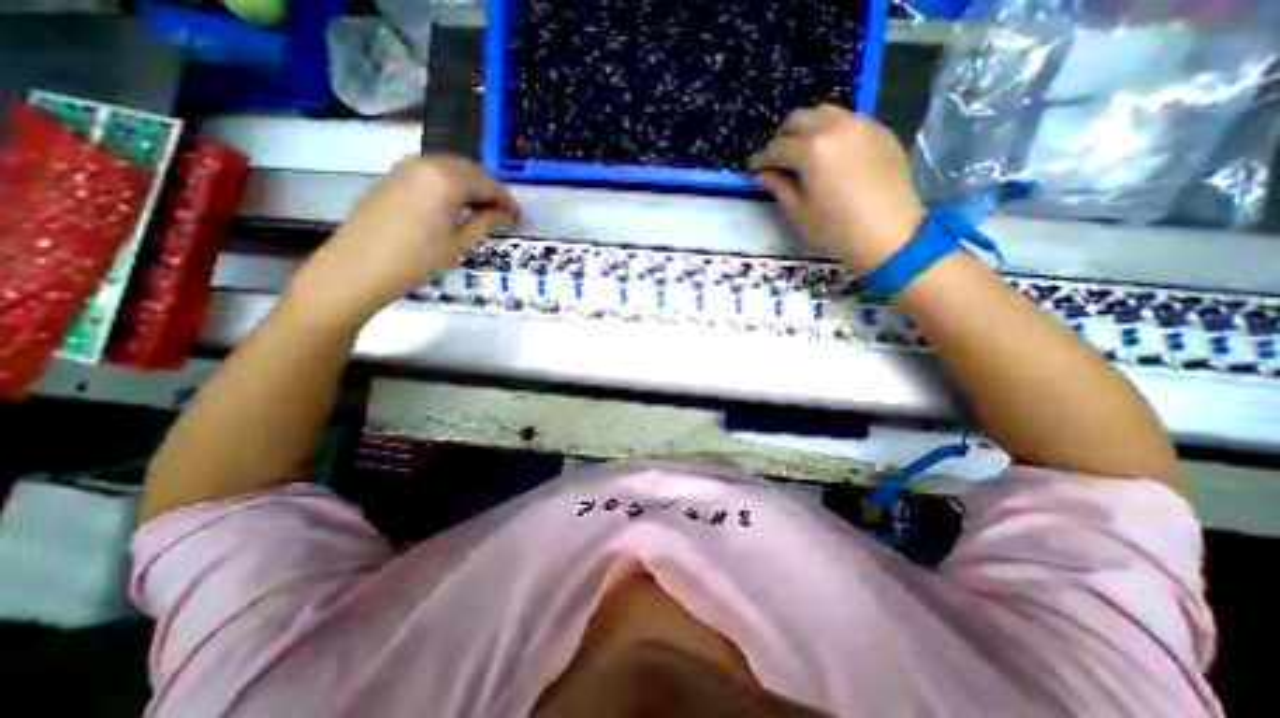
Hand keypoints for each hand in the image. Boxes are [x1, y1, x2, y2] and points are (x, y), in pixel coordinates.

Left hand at [285, 157, 515, 328]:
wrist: (359, 267)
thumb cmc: (417, 259)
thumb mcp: (458, 243)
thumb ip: (485, 221)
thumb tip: (505, 212)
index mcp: (446, 179)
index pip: (485, 183)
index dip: (504, 198)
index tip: (517, 212)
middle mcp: (426, 164)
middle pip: (467, 170)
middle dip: (487, 188)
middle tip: (501, 211)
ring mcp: (405, 168)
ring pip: (448, 168)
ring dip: (468, 185)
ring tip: (480, 209)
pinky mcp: (393, 177)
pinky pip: (430, 173)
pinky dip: (448, 184)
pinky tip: (453, 205)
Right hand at [746, 104, 926, 272]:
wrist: (889, 235)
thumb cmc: (836, 229)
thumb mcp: (799, 212)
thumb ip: (779, 187)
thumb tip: (761, 175)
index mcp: (812, 149)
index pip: (777, 147)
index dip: (761, 159)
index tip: (753, 168)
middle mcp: (836, 127)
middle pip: (800, 118)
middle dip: (783, 137)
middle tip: (778, 159)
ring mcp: (862, 125)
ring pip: (826, 113)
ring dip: (808, 129)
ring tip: (805, 154)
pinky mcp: (881, 131)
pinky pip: (849, 121)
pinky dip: (833, 132)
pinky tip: (833, 156)